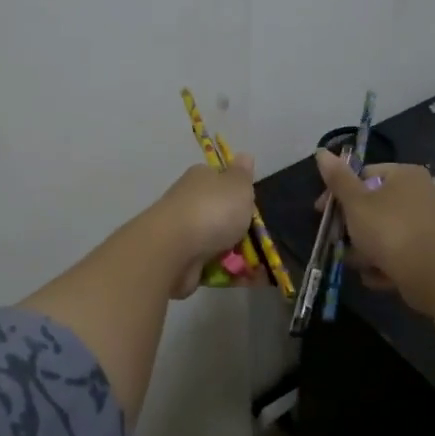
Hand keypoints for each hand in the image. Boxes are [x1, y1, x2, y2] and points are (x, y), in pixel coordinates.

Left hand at [152, 155, 263, 297]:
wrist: (173, 249)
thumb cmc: (212, 210)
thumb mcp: (238, 186)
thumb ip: (243, 174)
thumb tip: (244, 155)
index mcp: (200, 178)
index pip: (220, 179)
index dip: (238, 192)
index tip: (253, 206)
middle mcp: (188, 202)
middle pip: (220, 214)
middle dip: (240, 229)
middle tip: (261, 240)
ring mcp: (183, 233)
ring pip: (217, 243)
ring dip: (238, 255)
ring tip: (260, 266)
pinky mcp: (181, 261)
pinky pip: (212, 266)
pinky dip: (228, 273)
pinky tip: (246, 280)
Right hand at [313, 149, 434, 314]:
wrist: (432, 274)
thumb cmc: (389, 230)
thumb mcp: (356, 202)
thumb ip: (338, 179)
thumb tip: (321, 152)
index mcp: (405, 175)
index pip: (363, 176)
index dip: (338, 194)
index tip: (322, 214)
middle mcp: (420, 193)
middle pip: (373, 207)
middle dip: (352, 228)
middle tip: (337, 243)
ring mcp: (427, 223)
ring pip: (384, 232)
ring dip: (365, 249)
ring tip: (358, 264)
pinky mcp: (431, 250)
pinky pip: (399, 251)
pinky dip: (385, 262)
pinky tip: (376, 276)